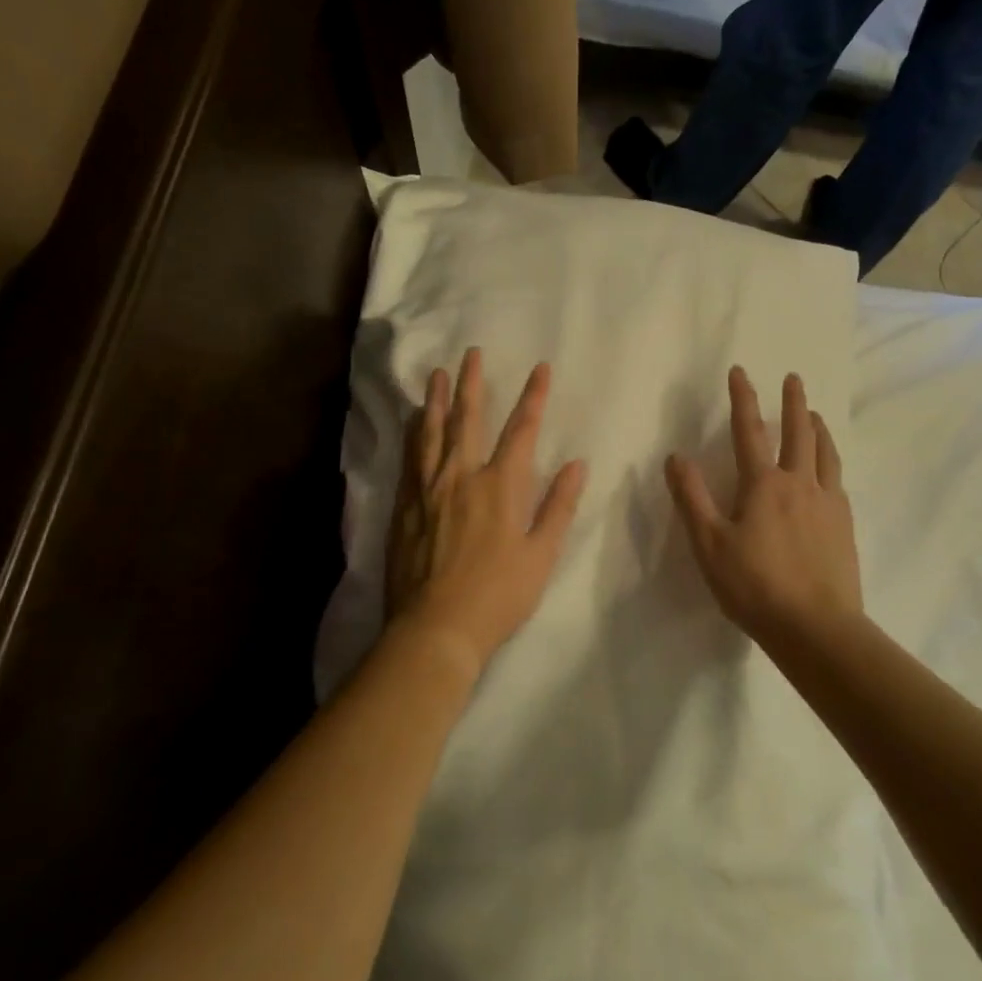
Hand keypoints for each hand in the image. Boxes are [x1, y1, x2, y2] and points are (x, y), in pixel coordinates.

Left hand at [385, 349, 586, 681]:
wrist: (435, 627)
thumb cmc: (498, 595)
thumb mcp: (541, 555)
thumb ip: (558, 507)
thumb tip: (576, 465)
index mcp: (500, 486)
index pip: (522, 430)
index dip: (533, 396)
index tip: (540, 368)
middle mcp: (462, 476)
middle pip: (467, 419)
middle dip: (471, 383)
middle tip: (469, 352)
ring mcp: (428, 489)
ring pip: (431, 432)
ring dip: (435, 399)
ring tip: (436, 374)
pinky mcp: (405, 506)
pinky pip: (409, 458)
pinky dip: (413, 434)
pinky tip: (412, 422)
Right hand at [665, 367, 862, 649]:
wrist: (816, 627)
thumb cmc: (754, 586)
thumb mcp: (710, 544)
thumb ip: (692, 498)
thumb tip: (676, 456)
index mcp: (763, 485)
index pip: (749, 431)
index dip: (742, 399)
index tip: (740, 371)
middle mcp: (800, 484)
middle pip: (799, 433)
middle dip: (793, 402)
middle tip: (794, 378)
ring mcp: (827, 503)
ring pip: (825, 453)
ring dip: (819, 427)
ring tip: (816, 414)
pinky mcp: (844, 525)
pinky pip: (838, 479)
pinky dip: (831, 460)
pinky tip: (829, 468)